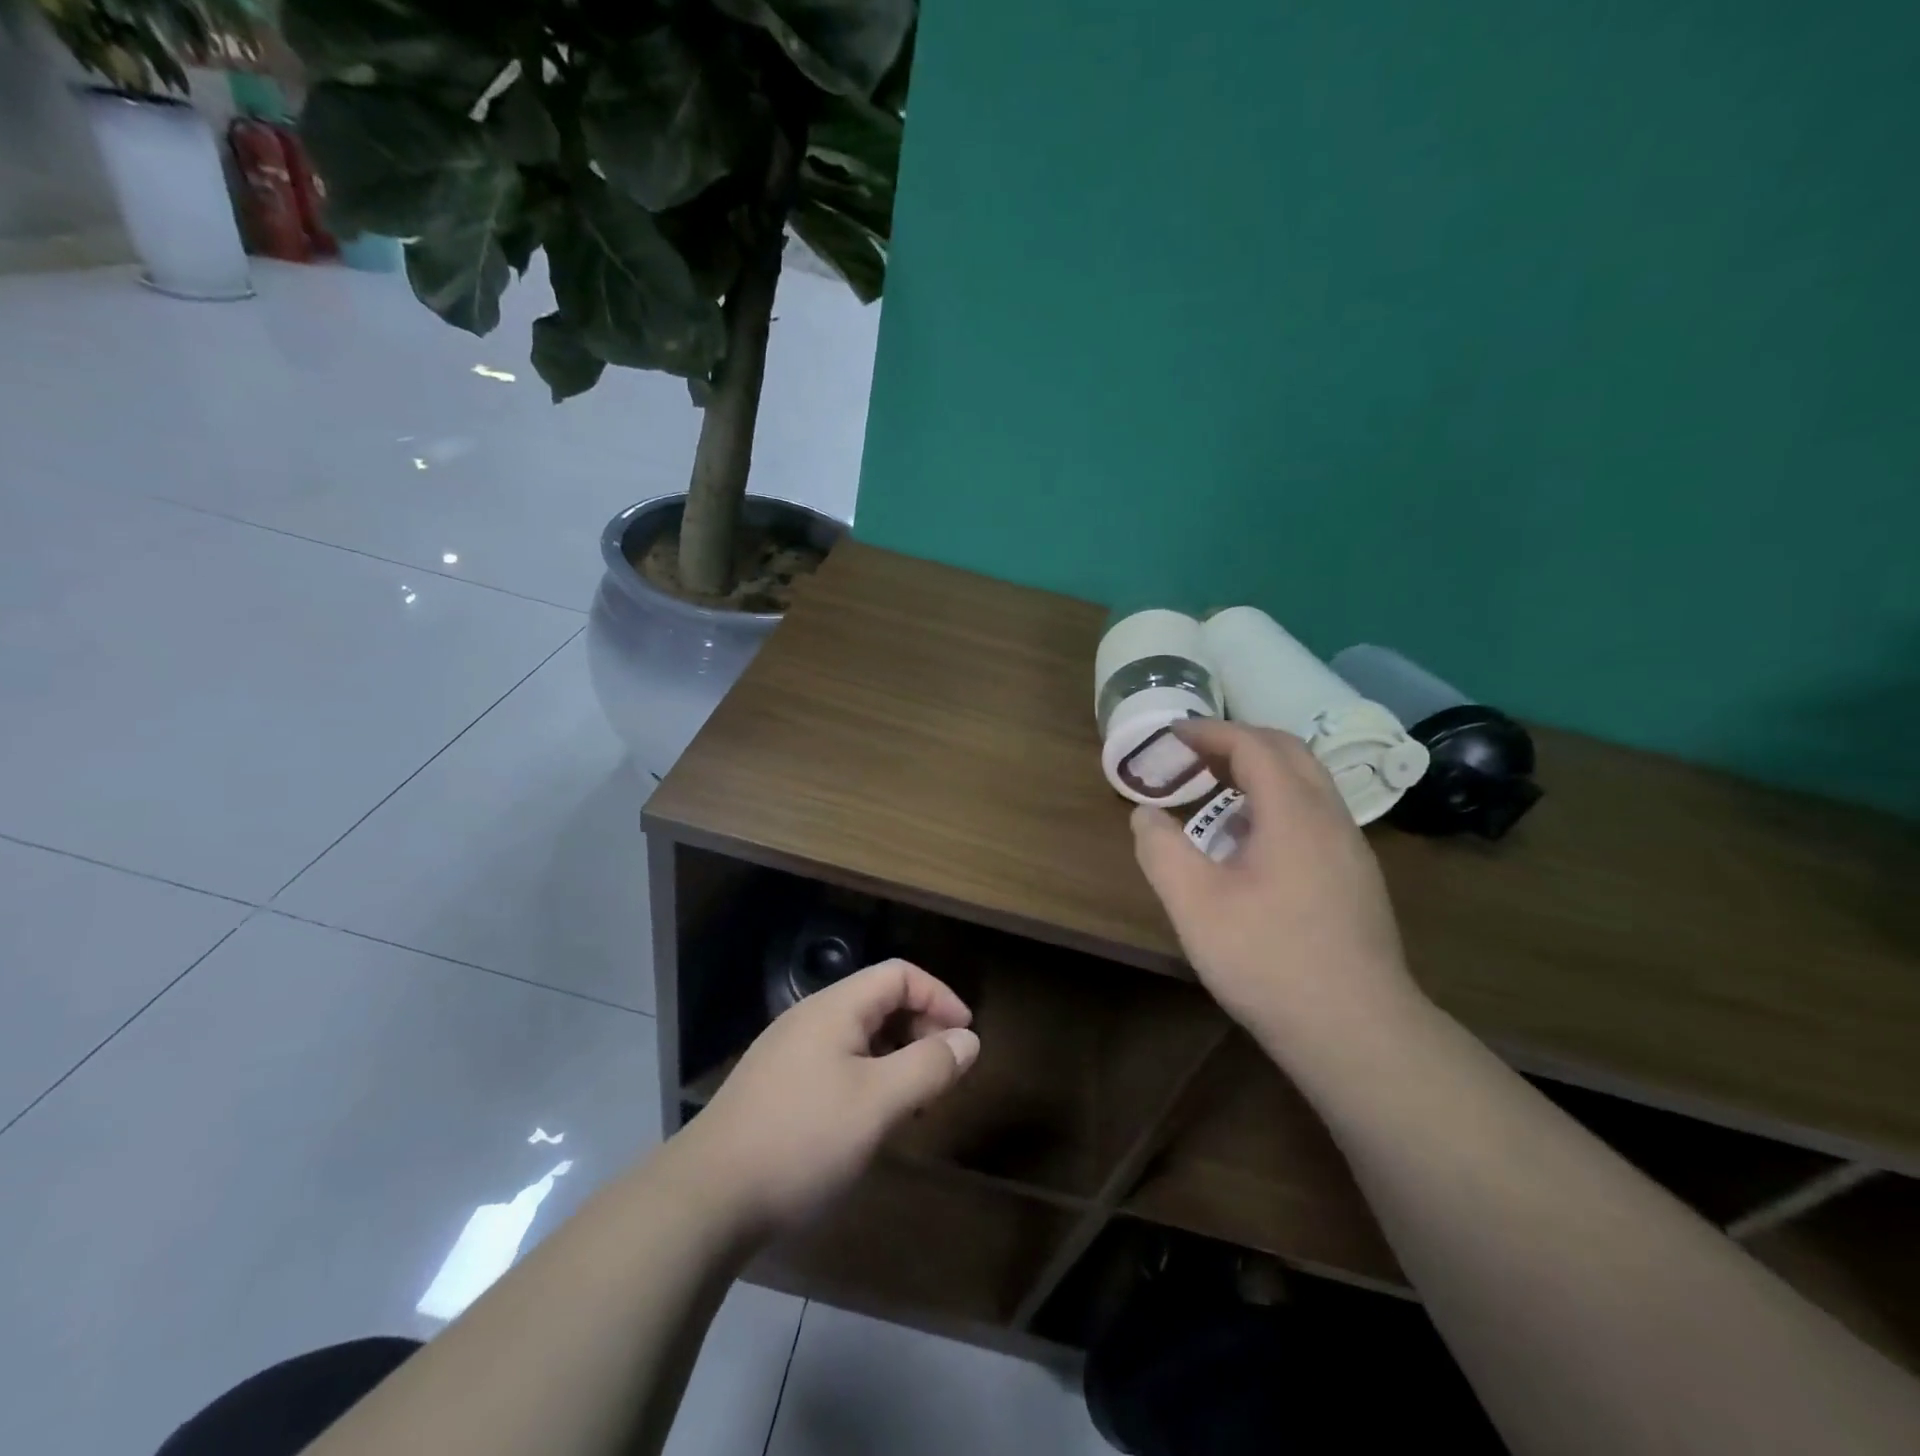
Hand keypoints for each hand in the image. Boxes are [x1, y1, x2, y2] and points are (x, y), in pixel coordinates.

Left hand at [678, 959, 979, 1238]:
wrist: (705, 1198)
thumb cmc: (802, 1140)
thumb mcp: (878, 1104)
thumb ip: (928, 1067)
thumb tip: (968, 1039)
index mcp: (835, 1008)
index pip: (899, 974)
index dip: (939, 996)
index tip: (965, 1037)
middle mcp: (810, 1018)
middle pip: (879, 1000)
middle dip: (920, 1027)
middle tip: (942, 1073)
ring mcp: (788, 1051)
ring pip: (858, 1035)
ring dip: (895, 1055)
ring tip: (913, 1101)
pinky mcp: (776, 1085)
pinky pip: (836, 1062)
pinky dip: (868, 1076)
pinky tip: (869, 1119)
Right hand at [1130, 720, 1423, 1055]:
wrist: (1356, 1031)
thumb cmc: (1268, 960)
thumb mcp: (1195, 904)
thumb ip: (1161, 850)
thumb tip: (1146, 815)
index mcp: (1294, 813)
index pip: (1253, 745)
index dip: (1209, 732)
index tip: (1171, 734)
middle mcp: (1330, 818)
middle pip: (1288, 752)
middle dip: (1237, 741)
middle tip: (1193, 753)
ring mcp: (1351, 849)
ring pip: (1307, 783)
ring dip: (1260, 771)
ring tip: (1216, 790)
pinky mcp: (1356, 878)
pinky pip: (1315, 814)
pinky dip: (1277, 802)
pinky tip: (1251, 842)